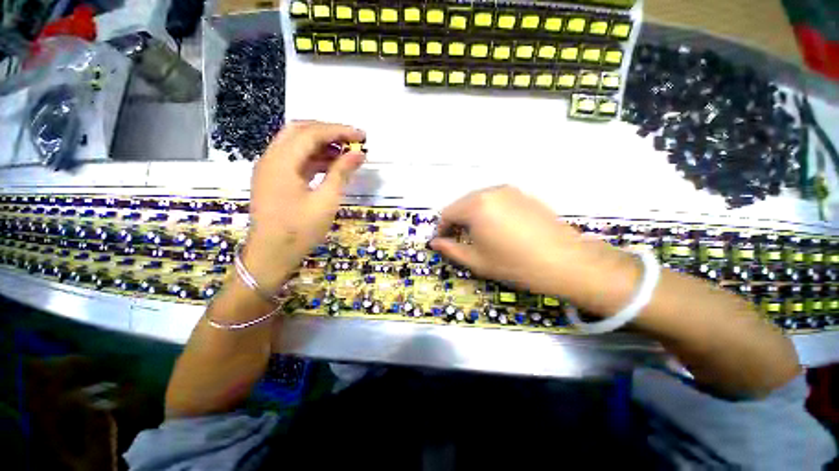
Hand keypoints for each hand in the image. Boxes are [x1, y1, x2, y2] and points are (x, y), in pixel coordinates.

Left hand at [244, 121, 365, 288]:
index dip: (339, 131)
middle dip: (329, 132)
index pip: (312, 133)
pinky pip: (294, 159)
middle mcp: (271, 158)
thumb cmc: (299, 230)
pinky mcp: (273, 178)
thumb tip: (359, 154)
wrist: (270, 255)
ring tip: (346, 152)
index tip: (362, 136)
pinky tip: (331, 165)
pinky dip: (313, 157)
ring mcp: (270, 168)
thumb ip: (341, 173)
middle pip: (300, 131)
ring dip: (321, 144)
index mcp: (282, 162)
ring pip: (296, 143)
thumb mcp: (326, 202)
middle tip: (353, 140)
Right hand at [430, 186, 639, 314]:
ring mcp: (510, 191)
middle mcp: (491, 191)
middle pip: (462, 203)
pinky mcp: (524, 195)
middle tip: (459, 239)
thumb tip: (434, 243)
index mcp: (476, 205)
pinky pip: (497, 200)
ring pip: (480, 200)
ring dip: (472, 215)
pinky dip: (489, 211)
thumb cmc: (514, 264)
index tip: (443, 241)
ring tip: (479, 235)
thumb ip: (451, 249)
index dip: (442, 228)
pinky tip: (499, 228)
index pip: (447, 213)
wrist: (565, 262)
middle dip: (457, 221)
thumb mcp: (477, 261)